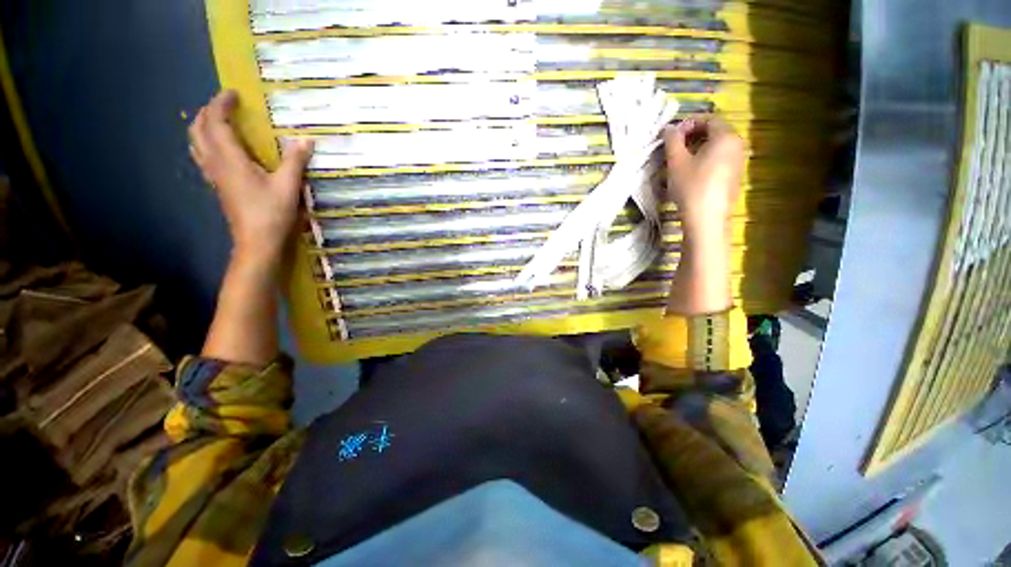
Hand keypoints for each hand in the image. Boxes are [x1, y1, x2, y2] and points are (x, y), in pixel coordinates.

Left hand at [189, 90, 313, 263]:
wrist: (257, 242)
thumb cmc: (271, 213)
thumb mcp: (288, 186)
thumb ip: (295, 161)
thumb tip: (306, 140)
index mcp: (229, 159)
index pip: (216, 122)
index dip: (221, 103)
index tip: (234, 93)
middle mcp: (215, 163)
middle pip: (198, 129)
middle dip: (207, 112)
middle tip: (224, 105)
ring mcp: (214, 176)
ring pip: (196, 143)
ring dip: (203, 127)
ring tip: (219, 122)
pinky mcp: (218, 187)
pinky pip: (203, 157)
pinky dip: (207, 144)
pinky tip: (222, 149)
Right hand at [663, 118, 744, 229]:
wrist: (706, 217)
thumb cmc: (690, 186)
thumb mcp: (676, 161)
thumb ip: (672, 140)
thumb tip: (669, 127)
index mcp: (726, 136)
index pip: (709, 119)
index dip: (689, 124)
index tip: (673, 135)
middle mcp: (738, 144)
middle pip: (716, 132)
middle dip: (694, 136)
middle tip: (675, 148)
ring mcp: (739, 161)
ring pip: (718, 147)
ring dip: (700, 148)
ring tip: (682, 161)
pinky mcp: (736, 176)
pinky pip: (722, 159)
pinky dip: (708, 160)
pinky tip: (694, 174)